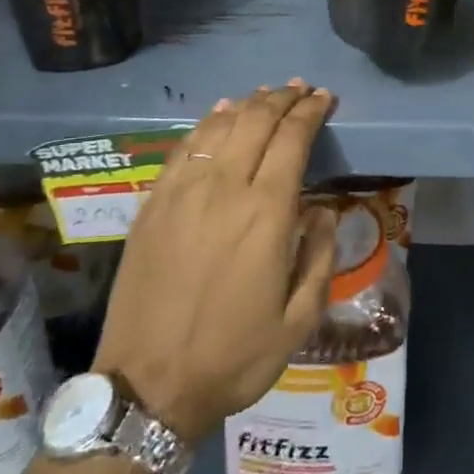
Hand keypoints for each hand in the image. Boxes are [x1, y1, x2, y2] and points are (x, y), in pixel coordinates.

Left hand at [93, 83, 338, 443]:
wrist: (148, 385)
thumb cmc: (233, 356)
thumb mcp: (300, 320)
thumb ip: (320, 256)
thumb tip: (323, 211)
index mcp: (266, 213)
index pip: (292, 139)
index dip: (310, 112)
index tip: (324, 98)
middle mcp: (224, 188)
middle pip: (255, 121)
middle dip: (283, 98)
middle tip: (301, 89)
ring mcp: (182, 192)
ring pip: (219, 127)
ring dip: (247, 104)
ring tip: (265, 95)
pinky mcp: (153, 203)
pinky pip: (183, 148)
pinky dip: (206, 124)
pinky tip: (218, 115)